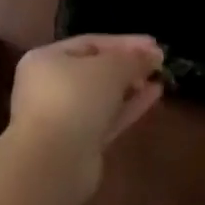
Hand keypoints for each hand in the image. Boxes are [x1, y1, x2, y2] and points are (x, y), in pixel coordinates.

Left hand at [9, 34, 164, 154]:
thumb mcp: (109, 68)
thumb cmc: (75, 99)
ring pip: (102, 96)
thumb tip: (153, 54)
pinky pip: (106, 118)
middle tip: (158, 63)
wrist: (54, 162)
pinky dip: (128, 107)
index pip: (90, 43)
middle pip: (94, 70)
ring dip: (130, 87)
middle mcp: (49, 86)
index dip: (124, 42)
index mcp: (46, 59)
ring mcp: (63, 117)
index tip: (155, 44)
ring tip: (159, 78)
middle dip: (127, 65)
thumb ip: (134, 58)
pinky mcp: (78, 143)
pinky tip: (154, 96)